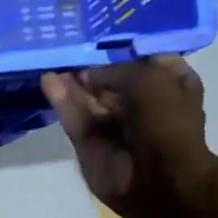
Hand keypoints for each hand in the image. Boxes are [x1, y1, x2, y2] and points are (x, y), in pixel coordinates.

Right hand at [41, 56, 212, 211]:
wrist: (157, 179)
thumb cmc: (166, 122)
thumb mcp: (150, 79)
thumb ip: (115, 70)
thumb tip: (86, 75)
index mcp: (171, 86)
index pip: (146, 61)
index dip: (126, 51)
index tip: (104, 38)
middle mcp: (142, 104)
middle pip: (111, 80)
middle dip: (92, 66)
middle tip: (68, 48)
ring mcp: (113, 125)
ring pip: (88, 97)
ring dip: (72, 81)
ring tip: (52, 60)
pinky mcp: (88, 142)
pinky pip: (73, 116)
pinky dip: (61, 99)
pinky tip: (47, 79)